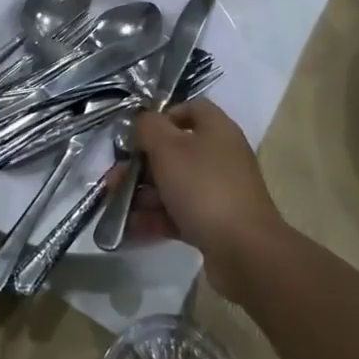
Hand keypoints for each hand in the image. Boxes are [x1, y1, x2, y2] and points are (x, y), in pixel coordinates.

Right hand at [128, 99, 283, 294]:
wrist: (244, 250)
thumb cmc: (203, 187)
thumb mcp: (168, 148)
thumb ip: (149, 128)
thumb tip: (143, 122)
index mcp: (217, 130)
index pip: (192, 108)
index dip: (164, 115)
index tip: (139, 132)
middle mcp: (220, 157)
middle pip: (176, 151)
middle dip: (141, 163)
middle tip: (115, 176)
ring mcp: (218, 192)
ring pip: (174, 185)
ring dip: (143, 193)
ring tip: (114, 204)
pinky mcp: (214, 223)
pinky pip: (178, 214)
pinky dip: (154, 218)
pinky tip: (128, 228)